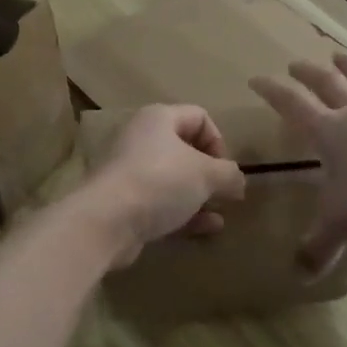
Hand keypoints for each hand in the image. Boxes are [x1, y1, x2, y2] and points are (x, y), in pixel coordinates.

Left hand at [81, 105, 246, 267]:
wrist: (107, 221)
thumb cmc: (160, 182)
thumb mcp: (206, 174)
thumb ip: (229, 174)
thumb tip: (239, 181)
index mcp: (159, 119)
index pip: (199, 117)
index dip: (218, 141)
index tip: (226, 168)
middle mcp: (142, 139)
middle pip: (185, 149)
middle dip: (209, 172)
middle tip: (224, 192)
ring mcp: (131, 173)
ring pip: (174, 180)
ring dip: (199, 196)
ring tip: (219, 213)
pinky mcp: (126, 203)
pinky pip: (162, 203)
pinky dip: (185, 213)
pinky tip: (207, 229)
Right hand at [250, 52, 346, 273]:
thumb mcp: (344, 222)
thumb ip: (320, 246)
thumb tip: (299, 274)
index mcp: (330, 131)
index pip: (293, 106)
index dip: (273, 93)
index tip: (256, 78)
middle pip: (328, 85)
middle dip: (308, 74)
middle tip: (295, 62)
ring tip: (340, 54)